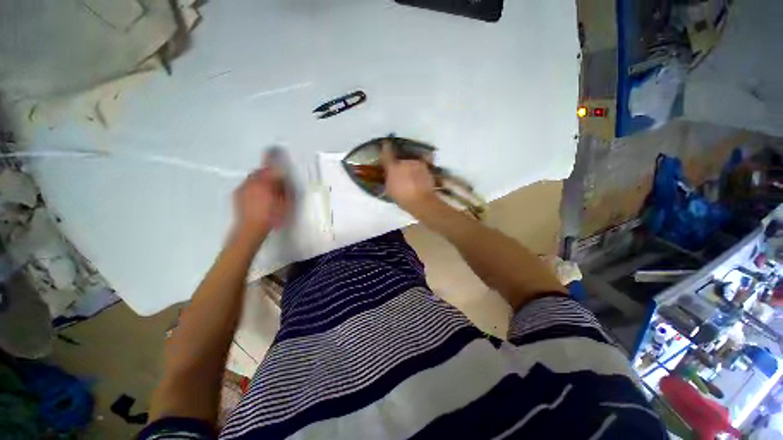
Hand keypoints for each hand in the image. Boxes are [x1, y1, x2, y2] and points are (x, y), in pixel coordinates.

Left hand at [233, 150, 291, 242]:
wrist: (249, 229)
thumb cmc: (271, 217)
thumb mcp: (285, 204)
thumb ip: (285, 189)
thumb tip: (284, 178)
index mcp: (264, 182)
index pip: (268, 166)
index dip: (272, 157)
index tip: (274, 150)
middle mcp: (251, 182)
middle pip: (260, 172)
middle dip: (268, 173)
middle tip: (276, 183)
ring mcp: (242, 188)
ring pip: (253, 179)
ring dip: (261, 181)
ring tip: (268, 193)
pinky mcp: (237, 195)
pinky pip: (247, 186)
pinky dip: (253, 188)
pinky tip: (258, 199)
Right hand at [381, 141, 436, 212]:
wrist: (421, 201)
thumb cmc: (402, 198)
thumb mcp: (390, 190)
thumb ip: (389, 179)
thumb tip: (389, 174)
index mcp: (393, 167)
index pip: (387, 153)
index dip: (385, 147)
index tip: (385, 143)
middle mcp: (405, 162)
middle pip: (400, 160)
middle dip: (400, 166)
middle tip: (401, 175)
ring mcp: (416, 163)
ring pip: (411, 163)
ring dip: (410, 168)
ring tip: (411, 179)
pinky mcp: (426, 168)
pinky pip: (419, 168)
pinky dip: (418, 172)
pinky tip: (419, 180)